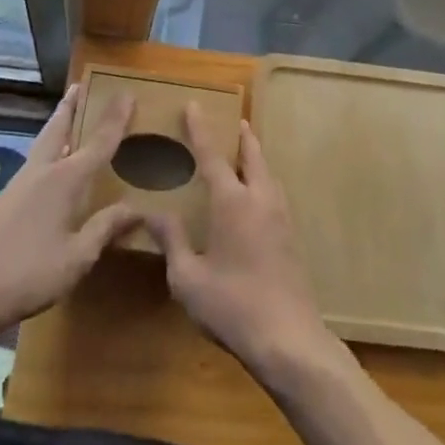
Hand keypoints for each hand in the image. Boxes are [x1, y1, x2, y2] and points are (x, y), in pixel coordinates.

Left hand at [0, 85, 140, 331]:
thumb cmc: (31, 273)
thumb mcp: (78, 257)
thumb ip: (106, 228)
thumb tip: (136, 208)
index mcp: (66, 179)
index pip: (99, 141)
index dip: (116, 118)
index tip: (127, 92)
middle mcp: (44, 170)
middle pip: (60, 127)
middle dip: (72, 105)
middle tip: (81, 85)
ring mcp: (21, 182)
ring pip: (44, 141)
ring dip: (58, 124)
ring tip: (68, 115)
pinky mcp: (8, 197)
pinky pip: (36, 159)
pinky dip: (48, 147)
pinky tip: (51, 162)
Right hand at [146, 107, 332, 382]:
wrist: (289, 340)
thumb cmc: (232, 307)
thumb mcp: (188, 279)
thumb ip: (172, 241)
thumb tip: (153, 212)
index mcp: (232, 201)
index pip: (212, 155)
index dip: (200, 129)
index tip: (194, 104)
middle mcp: (259, 198)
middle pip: (252, 155)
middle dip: (241, 136)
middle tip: (232, 122)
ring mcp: (281, 216)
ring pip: (267, 173)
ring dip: (254, 157)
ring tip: (242, 155)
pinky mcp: (291, 237)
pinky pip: (274, 193)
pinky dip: (262, 180)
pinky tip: (255, 198)